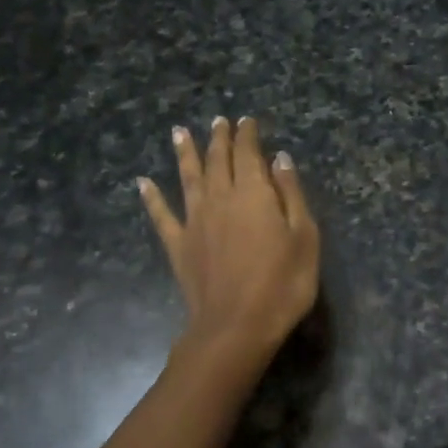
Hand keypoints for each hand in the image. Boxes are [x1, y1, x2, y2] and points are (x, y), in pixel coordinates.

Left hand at [139, 116, 319, 376]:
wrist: (236, 327)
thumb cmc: (282, 283)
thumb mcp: (304, 236)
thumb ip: (291, 194)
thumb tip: (280, 158)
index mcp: (253, 193)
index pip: (249, 153)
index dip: (248, 135)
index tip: (247, 120)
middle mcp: (220, 197)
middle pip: (218, 160)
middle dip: (219, 138)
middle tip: (219, 120)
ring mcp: (195, 221)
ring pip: (188, 177)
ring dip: (184, 153)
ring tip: (179, 132)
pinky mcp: (178, 245)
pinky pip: (161, 215)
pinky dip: (152, 198)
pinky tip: (143, 183)